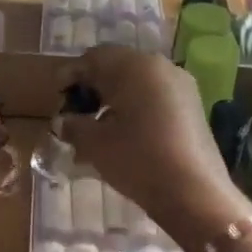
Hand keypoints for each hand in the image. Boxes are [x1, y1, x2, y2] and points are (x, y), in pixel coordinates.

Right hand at [60, 48, 251, 251]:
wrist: (194, 192)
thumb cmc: (137, 159)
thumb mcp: (95, 143)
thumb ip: (73, 126)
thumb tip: (63, 122)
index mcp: (133, 66)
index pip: (93, 58)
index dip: (71, 76)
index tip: (57, 99)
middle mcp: (160, 66)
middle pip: (117, 66)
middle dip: (93, 87)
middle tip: (75, 112)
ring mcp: (181, 85)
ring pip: (138, 82)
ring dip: (114, 98)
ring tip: (97, 127)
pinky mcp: (193, 106)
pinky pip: (155, 96)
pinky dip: (135, 107)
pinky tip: (124, 133)